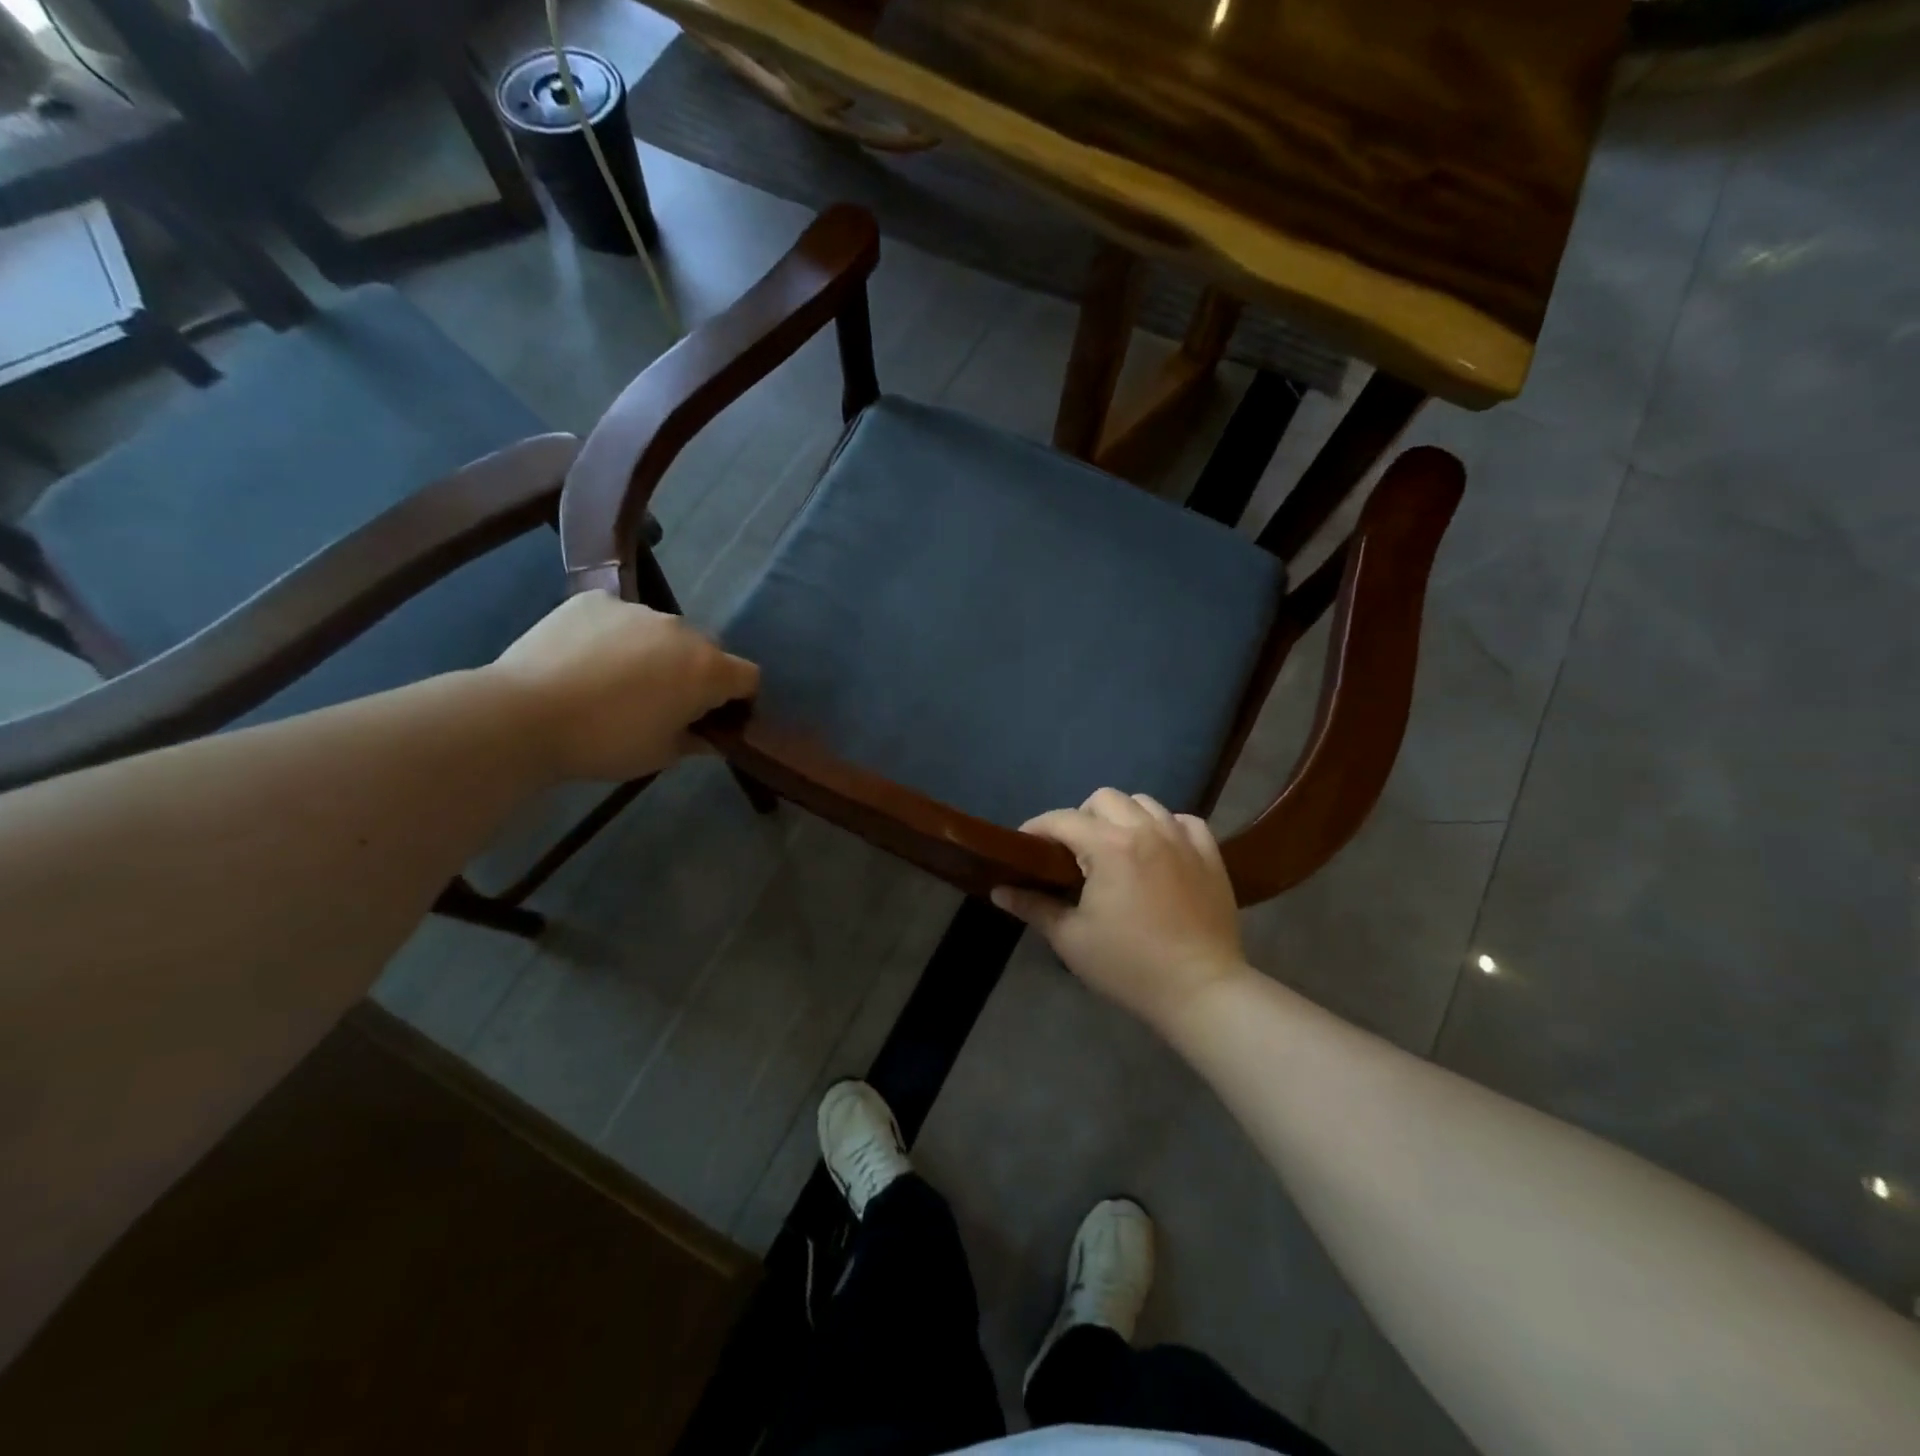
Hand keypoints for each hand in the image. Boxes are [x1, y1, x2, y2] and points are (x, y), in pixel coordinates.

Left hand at [487, 592, 758, 781]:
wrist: (524, 715)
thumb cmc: (606, 742)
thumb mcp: (661, 755)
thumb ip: (696, 741)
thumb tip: (710, 737)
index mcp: (707, 670)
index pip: (748, 677)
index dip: (739, 699)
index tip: (715, 718)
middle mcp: (682, 631)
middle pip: (707, 650)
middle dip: (696, 673)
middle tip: (663, 702)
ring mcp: (637, 610)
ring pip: (663, 632)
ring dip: (656, 653)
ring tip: (616, 681)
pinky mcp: (594, 600)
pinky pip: (620, 617)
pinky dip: (615, 636)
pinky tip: (586, 660)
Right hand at [992, 788, 1249, 1035]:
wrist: (1201, 990)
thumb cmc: (1129, 966)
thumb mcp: (1071, 939)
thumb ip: (1033, 906)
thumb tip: (999, 890)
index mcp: (1109, 846)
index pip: (1061, 819)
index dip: (1036, 828)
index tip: (1024, 846)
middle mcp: (1146, 830)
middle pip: (1103, 798)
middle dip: (1081, 817)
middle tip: (1073, 852)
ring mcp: (1182, 838)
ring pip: (1144, 803)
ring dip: (1122, 817)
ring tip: (1116, 849)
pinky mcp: (1210, 854)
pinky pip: (1184, 821)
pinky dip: (1166, 826)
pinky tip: (1158, 850)